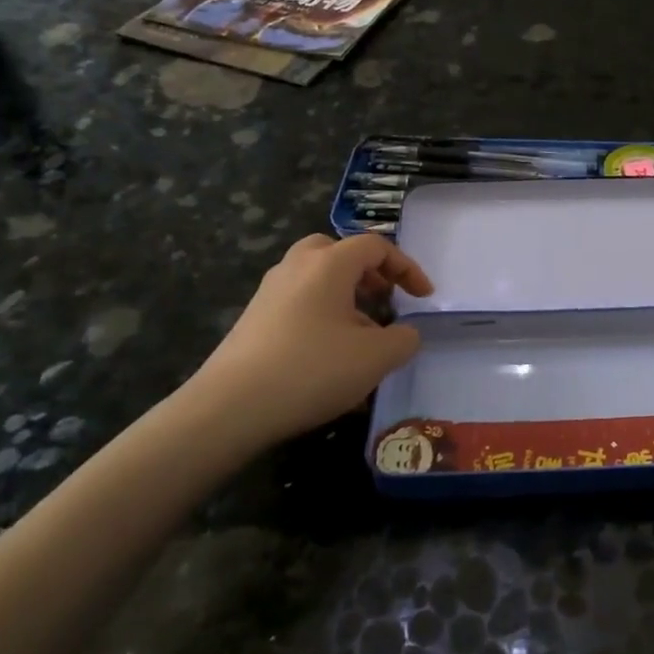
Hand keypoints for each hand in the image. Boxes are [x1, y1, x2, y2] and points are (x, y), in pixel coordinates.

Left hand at [188, 233, 434, 454]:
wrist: (229, 408)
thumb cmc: (311, 370)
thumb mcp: (376, 358)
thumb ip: (404, 339)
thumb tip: (406, 333)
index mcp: (328, 264)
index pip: (375, 246)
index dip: (406, 268)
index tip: (424, 297)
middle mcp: (296, 267)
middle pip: (337, 251)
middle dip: (367, 271)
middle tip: (384, 298)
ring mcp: (269, 292)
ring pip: (316, 277)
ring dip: (345, 295)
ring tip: (362, 332)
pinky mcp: (253, 320)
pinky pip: (298, 302)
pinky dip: (322, 314)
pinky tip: (329, 354)